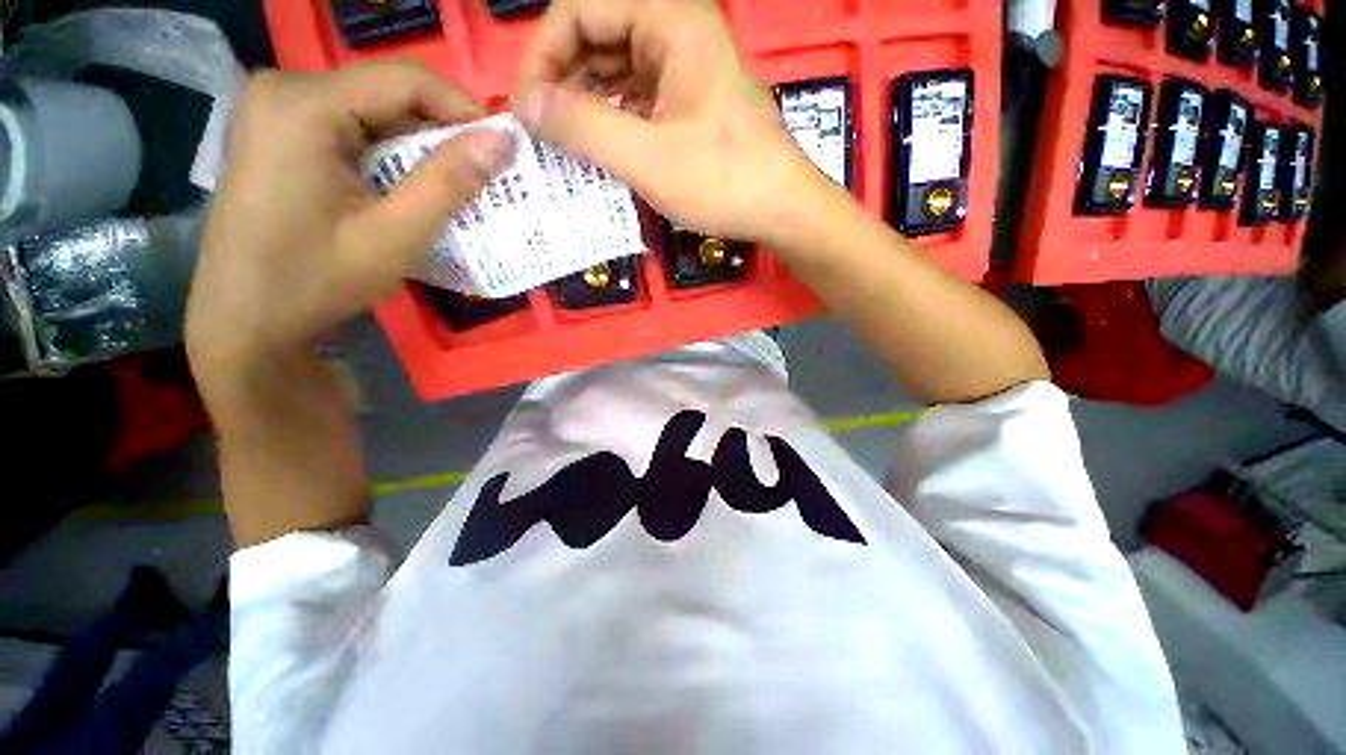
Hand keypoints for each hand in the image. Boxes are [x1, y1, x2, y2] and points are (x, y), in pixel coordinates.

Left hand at [186, 62, 512, 392]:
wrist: (244, 321)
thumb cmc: (316, 281)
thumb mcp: (395, 236)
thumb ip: (450, 183)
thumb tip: (504, 141)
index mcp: (303, 104)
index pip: (406, 80)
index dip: (465, 111)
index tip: (503, 153)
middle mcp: (284, 90)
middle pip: (388, 95)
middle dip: (442, 137)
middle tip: (483, 180)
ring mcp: (276, 111)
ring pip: (374, 113)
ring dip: (419, 152)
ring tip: (453, 192)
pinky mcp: (278, 134)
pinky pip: (352, 131)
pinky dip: (391, 159)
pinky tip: (407, 193)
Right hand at [511, 0, 824, 246]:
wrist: (782, 208)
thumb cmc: (723, 181)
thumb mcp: (648, 157)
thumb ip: (582, 126)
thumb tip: (524, 106)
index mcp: (669, 18)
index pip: (579, 8)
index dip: (544, 55)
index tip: (529, 110)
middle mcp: (676, 29)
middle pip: (596, 33)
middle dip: (563, 79)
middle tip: (546, 131)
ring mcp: (684, 66)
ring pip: (614, 66)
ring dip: (585, 101)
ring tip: (568, 144)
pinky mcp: (688, 99)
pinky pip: (635, 95)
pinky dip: (612, 117)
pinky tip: (602, 147)